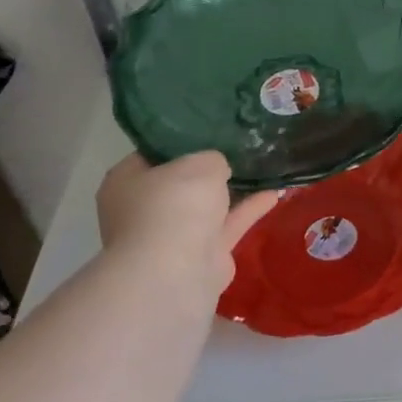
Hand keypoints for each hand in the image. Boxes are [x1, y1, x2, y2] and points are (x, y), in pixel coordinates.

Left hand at [95, 152, 276, 297]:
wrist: (177, 272)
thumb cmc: (175, 205)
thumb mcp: (200, 163)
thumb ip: (213, 159)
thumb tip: (218, 169)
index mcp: (126, 181)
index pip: (153, 153)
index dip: (182, 141)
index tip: (211, 129)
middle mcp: (144, 209)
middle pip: (181, 182)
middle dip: (208, 170)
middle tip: (239, 147)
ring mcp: (172, 236)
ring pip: (207, 206)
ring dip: (233, 191)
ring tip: (263, 167)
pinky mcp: (201, 256)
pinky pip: (227, 225)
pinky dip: (249, 210)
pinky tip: (275, 192)